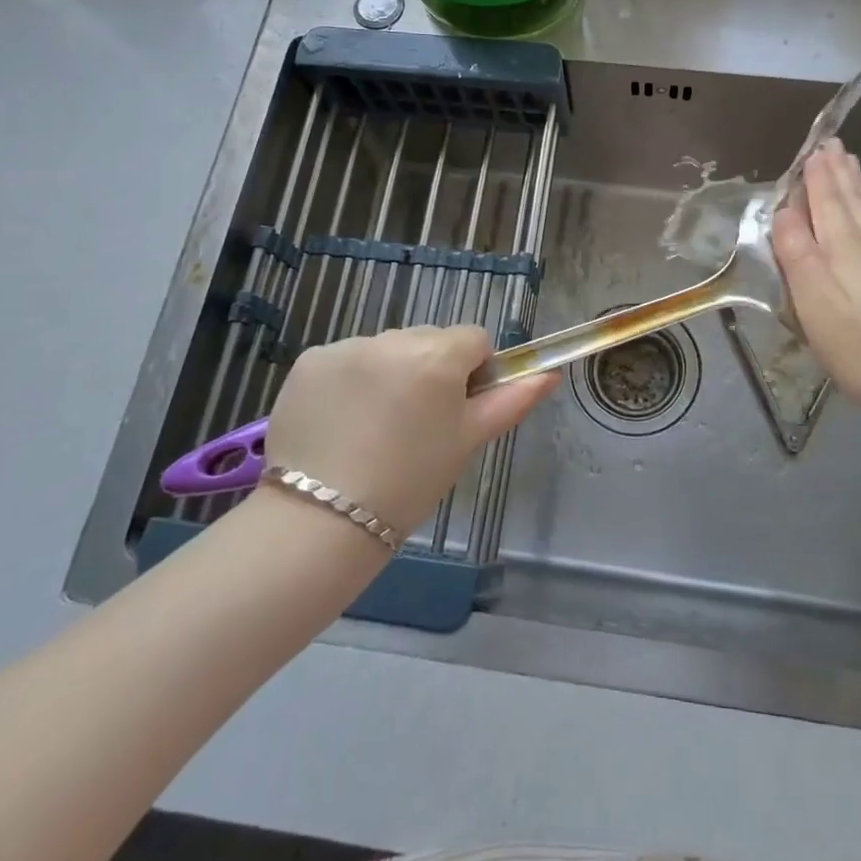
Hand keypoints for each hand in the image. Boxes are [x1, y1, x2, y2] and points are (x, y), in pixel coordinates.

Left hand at [260, 327, 558, 534]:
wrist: (320, 521)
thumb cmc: (409, 483)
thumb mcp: (467, 442)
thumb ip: (512, 401)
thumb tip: (550, 374)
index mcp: (437, 355)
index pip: (473, 338)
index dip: (472, 372)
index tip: (455, 410)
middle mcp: (392, 338)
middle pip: (429, 339)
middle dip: (431, 368)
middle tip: (415, 423)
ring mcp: (346, 346)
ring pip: (387, 348)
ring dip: (390, 372)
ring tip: (374, 426)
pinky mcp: (310, 361)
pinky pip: (346, 359)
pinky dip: (349, 380)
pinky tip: (341, 421)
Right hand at [771, 139, 860, 428]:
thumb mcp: (816, 305)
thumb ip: (797, 255)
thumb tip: (784, 212)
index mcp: (844, 247)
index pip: (826, 201)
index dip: (816, 176)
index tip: (811, 149)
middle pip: (852, 200)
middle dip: (838, 172)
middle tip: (831, 144)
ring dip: (857, 185)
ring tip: (851, 164)